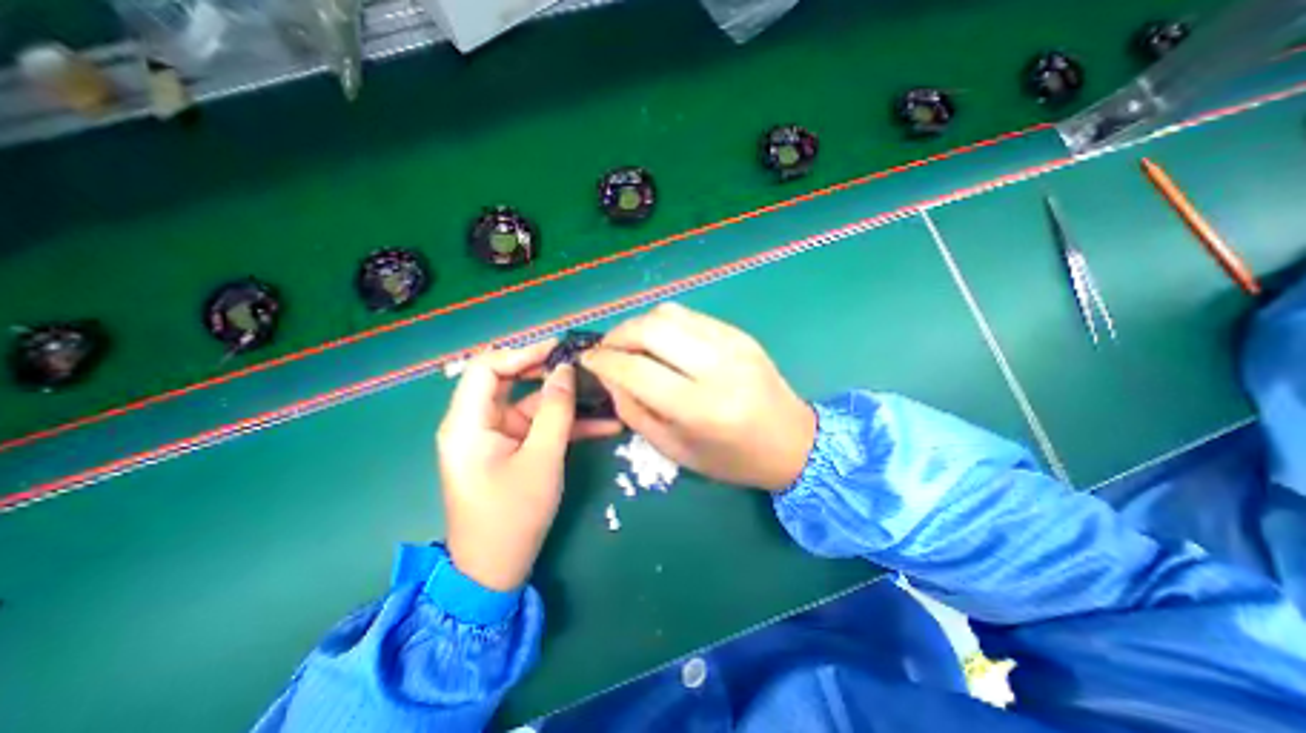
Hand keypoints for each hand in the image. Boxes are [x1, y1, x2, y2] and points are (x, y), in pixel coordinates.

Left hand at [440, 341, 620, 591]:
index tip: (560, 351)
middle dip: (550, 373)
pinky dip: (567, 425)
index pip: (488, 368)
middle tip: (586, 367)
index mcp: (468, 423)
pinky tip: (604, 424)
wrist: (496, 571)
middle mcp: (477, 423)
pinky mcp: (513, 449)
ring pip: (532, 404)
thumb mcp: (541, 459)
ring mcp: (497, 436)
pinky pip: (539, 427)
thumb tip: (566, 370)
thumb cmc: (513, 516)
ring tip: (605, 393)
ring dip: (567, 402)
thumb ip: (555, 411)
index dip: (523, 354)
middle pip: (511, 381)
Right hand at [582, 304, 812, 492]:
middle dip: (617, 334)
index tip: (587, 360)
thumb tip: (610, 377)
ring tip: (630, 344)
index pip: (636, 371)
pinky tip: (660, 341)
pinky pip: (691, 316)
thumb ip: (635, 412)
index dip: (603, 362)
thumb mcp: (675, 450)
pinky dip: (665, 323)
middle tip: (606, 349)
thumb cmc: (732, 459)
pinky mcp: (740, 333)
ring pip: (669, 313)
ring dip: (639, 324)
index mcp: (700, 408)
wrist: (793, 441)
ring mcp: (732, 344)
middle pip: (651, 329)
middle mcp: (717, 368)